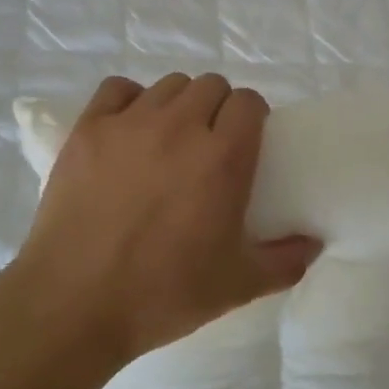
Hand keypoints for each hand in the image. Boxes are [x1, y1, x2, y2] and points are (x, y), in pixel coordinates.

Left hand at [17, 73, 320, 360]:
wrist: (75, 304)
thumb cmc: (163, 294)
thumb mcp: (237, 286)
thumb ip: (285, 261)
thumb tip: (314, 243)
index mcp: (222, 157)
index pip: (249, 102)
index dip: (252, 117)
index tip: (246, 141)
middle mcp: (180, 127)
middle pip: (211, 85)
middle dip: (217, 108)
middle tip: (208, 144)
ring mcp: (130, 123)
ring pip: (168, 85)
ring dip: (178, 104)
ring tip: (168, 139)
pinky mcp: (88, 129)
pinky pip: (118, 89)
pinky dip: (129, 100)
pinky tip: (128, 129)